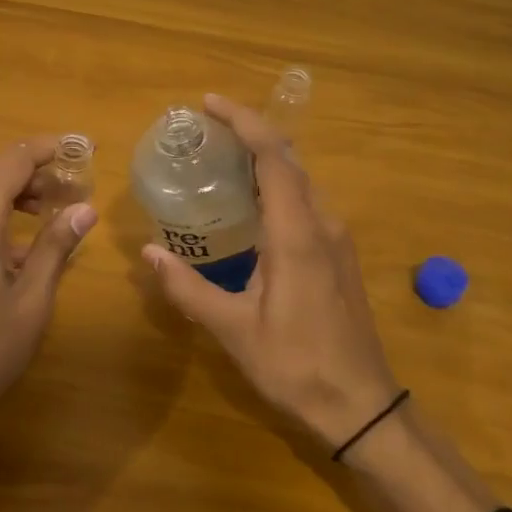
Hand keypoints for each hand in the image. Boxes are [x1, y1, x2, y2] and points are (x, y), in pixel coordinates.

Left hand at [0, 138, 97, 457]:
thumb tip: (86, 209)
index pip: (13, 159)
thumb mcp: (30, 301)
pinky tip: (12, 254)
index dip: (50, 148)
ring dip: (12, 197)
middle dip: (35, 175)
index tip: (85, 149)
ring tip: (47, 218)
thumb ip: (56, 247)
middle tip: (73, 193)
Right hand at [143, 94, 399, 452]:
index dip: (243, 121)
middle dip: (249, 133)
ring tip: (221, 159)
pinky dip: (276, 185)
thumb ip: (188, 288)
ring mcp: (336, 239)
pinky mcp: (339, 255)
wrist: (363, 406)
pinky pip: (306, 201)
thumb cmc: (297, 366)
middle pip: (288, 159)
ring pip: (300, 180)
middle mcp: (322, 224)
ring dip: (264, 159)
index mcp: (296, 234)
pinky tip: (250, 205)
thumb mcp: (233, 330)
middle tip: (205, 131)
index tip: (208, 104)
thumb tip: (147, 253)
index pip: (273, 156)